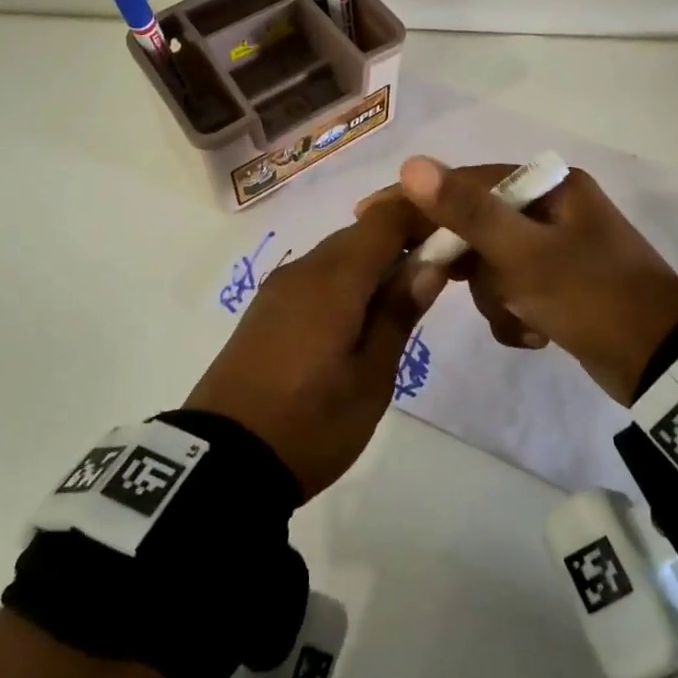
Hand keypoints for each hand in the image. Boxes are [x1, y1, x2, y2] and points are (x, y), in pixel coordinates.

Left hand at [184, 196, 437, 498]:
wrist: (223, 460)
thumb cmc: (311, 423)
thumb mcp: (370, 378)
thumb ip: (398, 313)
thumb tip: (430, 263)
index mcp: (333, 280)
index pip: (384, 219)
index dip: (421, 216)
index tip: (454, 236)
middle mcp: (303, 269)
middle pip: (360, 233)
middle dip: (402, 241)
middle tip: (437, 275)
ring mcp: (279, 287)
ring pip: (337, 253)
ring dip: (374, 262)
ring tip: (403, 300)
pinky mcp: (266, 308)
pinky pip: (316, 275)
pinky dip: (346, 280)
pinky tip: (361, 316)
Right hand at [368, 158, 677, 404]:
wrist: (661, 365)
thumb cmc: (592, 298)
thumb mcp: (524, 255)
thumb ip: (467, 211)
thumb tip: (412, 164)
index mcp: (550, 188)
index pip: (466, 182)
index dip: (418, 199)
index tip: (368, 215)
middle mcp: (551, 210)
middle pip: (478, 227)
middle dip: (469, 265)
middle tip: (436, 283)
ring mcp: (556, 250)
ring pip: (491, 266)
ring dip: (497, 298)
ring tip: (525, 318)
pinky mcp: (558, 286)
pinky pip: (512, 292)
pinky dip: (515, 315)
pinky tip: (538, 333)